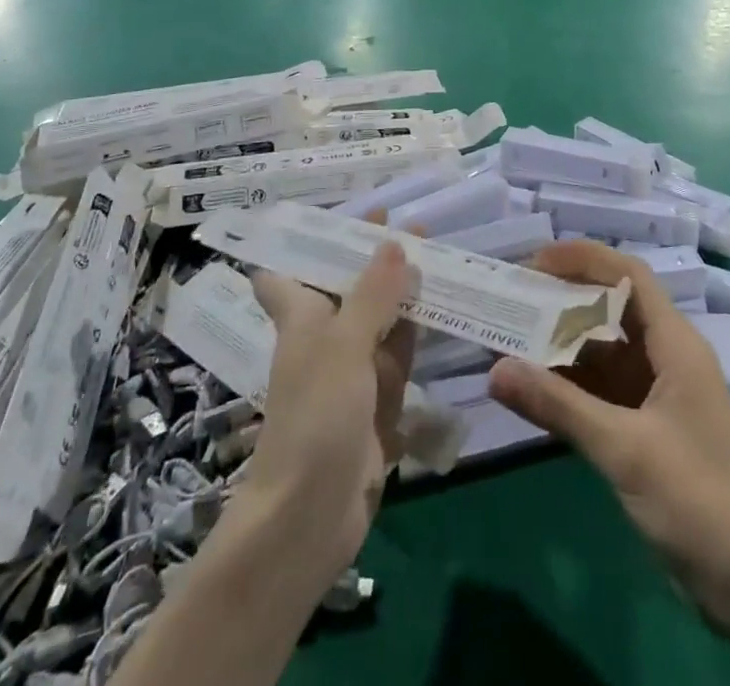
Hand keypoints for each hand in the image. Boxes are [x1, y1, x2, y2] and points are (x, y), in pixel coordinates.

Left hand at [244, 242, 417, 575]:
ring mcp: (352, 374)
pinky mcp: (376, 405)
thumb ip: (373, 293)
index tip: (331, 214)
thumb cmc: (316, 416)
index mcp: (301, 319)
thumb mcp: (344, 345)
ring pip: (380, 322)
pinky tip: (444, 313)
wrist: (310, 516)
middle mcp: (325, 341)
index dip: (303, 243)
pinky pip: (399, 360)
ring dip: (404, 294)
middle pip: (349, 290)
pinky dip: (417, 337)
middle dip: (376, 259)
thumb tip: (394, 240)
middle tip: (413, 223)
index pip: (285, 273)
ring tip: (437, 255)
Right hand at [488, 241, 729, 620]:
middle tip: (513, 298)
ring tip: (510, 338)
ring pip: (602, 351)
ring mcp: (657, 393)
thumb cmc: (698, 501)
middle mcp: (666, 357)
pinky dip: (568, 385)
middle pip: (611, 309)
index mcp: (675, 344)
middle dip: (564, 300)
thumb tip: (495, 369)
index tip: (536, 261)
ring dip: (561, 345)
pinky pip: (601, 390)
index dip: (585, 258)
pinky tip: (531, 388)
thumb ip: (559, 406)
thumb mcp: (624, 449)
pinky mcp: (647, 426)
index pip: (629, 276)